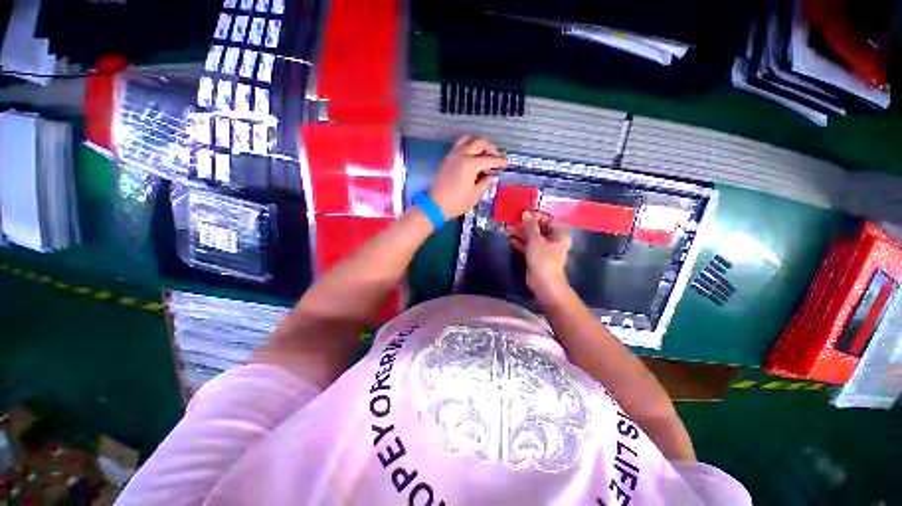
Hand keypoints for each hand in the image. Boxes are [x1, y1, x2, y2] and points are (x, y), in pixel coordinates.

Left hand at [429, 136, 506, 218]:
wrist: (434, 205)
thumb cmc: (456, 202)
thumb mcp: (474, 195)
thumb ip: (485, 183)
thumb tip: (494, 177)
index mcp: (470, 164)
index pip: (489, 159)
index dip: (499, 162)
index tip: (506, 164)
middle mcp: (462, 155)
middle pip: (480, 143)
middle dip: (491, 149)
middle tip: (497, 158)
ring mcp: (453, 155)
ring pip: (468, 140)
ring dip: (479, 144)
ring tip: (485, 155)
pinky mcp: (447, 158)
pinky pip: (460, 145)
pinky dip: (469, 146)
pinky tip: (473, 157)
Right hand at [507, 211, 572, 301]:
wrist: (543, 282)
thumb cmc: (543, 258)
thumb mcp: (536, 240)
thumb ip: (530, 226)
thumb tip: (525, 212)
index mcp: (559, 234)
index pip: (547, 220)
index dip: (535, 216)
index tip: (522, 213)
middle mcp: (553, 240)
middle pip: (538, 229)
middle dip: (525, 225)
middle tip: (512, 221)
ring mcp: (544, 249)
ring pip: (532, 238)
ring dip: (520, 234)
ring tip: (508, 229)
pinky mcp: (536, 257)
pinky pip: (528, 247)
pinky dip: (520, 243)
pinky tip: (510, 239)